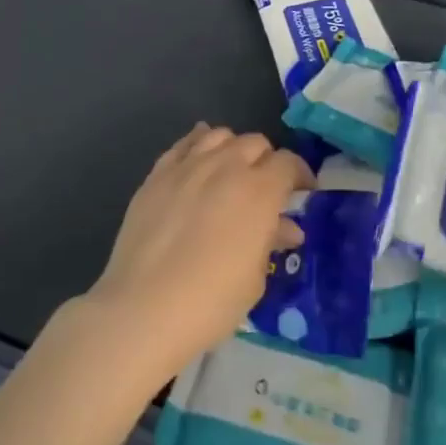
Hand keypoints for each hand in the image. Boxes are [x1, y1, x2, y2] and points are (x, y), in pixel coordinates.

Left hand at [83, 123, 313, 382]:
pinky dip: (198, 145)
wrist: (143, 308)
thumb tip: (285, 227)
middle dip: (267, 161)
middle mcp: (226, 166)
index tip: (302, 192)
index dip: (300, 175)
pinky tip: (199, 160)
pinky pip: (184, 144)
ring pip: (220, 136)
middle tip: (266, 189)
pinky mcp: (157, 174)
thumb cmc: (211, 301)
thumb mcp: (254, 278)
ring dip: (233, 149)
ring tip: (232, 172)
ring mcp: (188, 165)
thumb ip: (270, 240)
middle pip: (255, 143)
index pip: (288, 163)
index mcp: (259, 190)